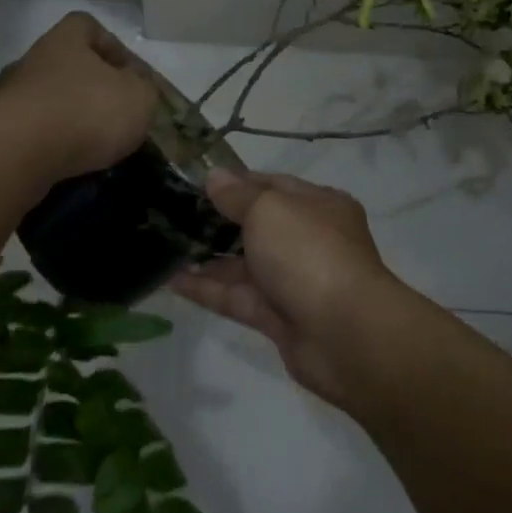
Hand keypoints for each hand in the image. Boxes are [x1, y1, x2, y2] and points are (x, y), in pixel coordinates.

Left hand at [0, 12, 157, 180]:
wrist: (16, 153)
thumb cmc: (85, 111)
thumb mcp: (138, 97)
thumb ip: (144, 89)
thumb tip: (136, 88)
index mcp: (65, 41)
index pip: (87, 26)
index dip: (111, 46)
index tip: (128, 74)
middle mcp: (33, 61)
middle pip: (66, 66)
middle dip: (91, 89)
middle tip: (115, 115)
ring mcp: (8, 97)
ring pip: (48, 102)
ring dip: (70, 120)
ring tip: (95, 147)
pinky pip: (32, 134)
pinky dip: (50, 147)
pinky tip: (69, 164)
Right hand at [170, 168, 399, 407]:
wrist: (347, 335)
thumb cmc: (309, 253)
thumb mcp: (270, 209)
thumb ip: (238, 195)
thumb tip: (215, 177)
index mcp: (318, 205)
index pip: (272, 185)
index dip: (235, 183)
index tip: (196, 183)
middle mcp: (308, 239)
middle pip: (257, 225)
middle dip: (217, 221)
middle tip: (172, 215)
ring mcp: (294, 281)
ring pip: (244, 264)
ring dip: (207, 257)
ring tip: (164, 246)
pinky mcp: (278, 318)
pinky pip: (237, 297)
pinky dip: (207, 288)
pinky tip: (172, 280)